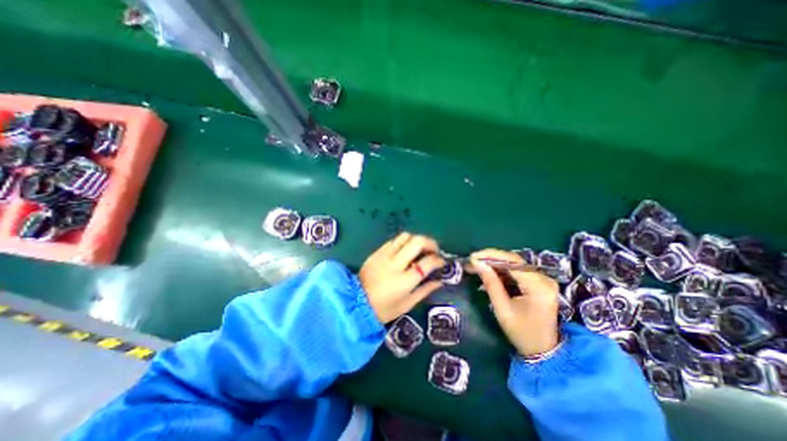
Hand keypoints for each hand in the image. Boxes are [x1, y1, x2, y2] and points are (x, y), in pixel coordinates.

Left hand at [359, 232, 444, 321]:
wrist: (355, 303)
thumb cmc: (384, 309)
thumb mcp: (407, 304)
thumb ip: (425, 290)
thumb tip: (440, 281)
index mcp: (404, 280)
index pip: (427, 262)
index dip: (439, 260)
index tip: (442, 262)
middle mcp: (395, 263)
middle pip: (417, 242)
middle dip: (430, 243)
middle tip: (434, 250)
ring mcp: (384, 255)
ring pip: (405, 236)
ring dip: (416, 240)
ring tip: (420, 249)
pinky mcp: (377, 252)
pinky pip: (394, 240)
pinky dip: (404, 242)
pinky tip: (405, 251)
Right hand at [469, 250, 561, 356]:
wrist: (543, 350)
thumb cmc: (522, 333)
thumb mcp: (502, 309)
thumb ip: (491, 283)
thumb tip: (477, 263)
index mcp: (538, 287)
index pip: (513, 262)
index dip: (491, 256)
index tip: (473, 257)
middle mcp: (544, 279)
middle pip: (514, 260)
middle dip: (491, 258)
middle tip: (472, 260)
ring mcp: (544, 280)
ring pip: (515, 263)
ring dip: (495, 263)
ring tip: (477, 265)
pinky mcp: (540, 282)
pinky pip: (518, 270)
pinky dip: (502, 270)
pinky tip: (489, 271)